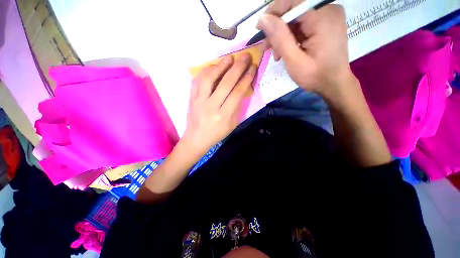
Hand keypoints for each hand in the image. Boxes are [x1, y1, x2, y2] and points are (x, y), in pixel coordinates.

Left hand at [182, 54, 255, 154]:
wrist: (196, 138)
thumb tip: (241, 89)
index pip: (237, 93)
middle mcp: (211, 106)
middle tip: (245, 56)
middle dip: (237, 68)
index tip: (252, 67)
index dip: (246, 79)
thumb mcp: (232, 124)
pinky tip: (213, 66)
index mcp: (224, 115)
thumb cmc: (217, 133)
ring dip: (220, 66)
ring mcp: (199, 101)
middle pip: (225, 83)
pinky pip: (197, 81)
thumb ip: (237, 107)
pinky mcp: (191, 98)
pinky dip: (205, 71)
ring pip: (209, 79)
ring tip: (229, 58)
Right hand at [257, 1, 351, 97]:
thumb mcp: (294, 60)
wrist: (334, 84)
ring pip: (296, 18)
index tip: (259, 29)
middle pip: (293, 9)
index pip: (292, 1)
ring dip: (282, 35)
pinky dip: (291, 36)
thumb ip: (280, 38)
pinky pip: (302, 24)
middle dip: (277, 28)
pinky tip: (286, 50)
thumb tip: (263, 19)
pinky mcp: (325, 23)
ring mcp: (327, 15)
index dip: (273, 12)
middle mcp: (328, 9)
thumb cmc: (315, 76)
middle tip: (267, 48)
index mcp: (323, 16)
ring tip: (276, 54)